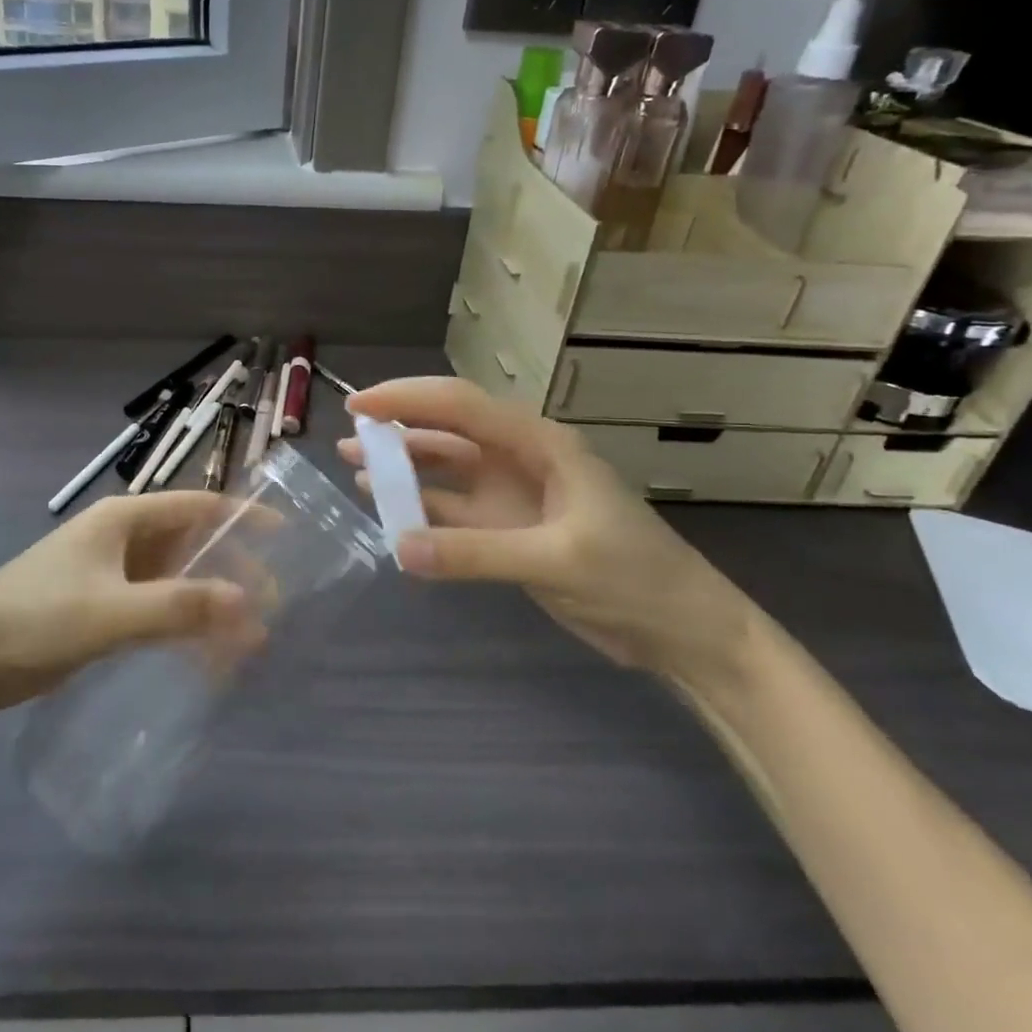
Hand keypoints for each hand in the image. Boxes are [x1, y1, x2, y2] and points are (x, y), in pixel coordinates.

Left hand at [0, 492, 264, 715]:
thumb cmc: (35, 619)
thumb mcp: (111, 613)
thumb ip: (179, 607)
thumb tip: (247, 603)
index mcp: (122, 519)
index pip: (196, 505)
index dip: (241, 516)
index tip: (284, 534)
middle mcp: (119, 538)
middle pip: (189, 545)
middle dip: (230, 572)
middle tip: (268, 606)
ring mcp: (107, 573)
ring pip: (173, 581)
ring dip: (206, 605)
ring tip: (244, 642)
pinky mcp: (97, 607)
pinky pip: (152, 608)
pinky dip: (179, 626)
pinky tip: (202, 659)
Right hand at [340, 377, 758, 681]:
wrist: (683, 632)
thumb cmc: (635, 578)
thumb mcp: (557, 559)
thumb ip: (475, 553)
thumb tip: (398, 547)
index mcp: (539, 444)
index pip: (461, 406)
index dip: (407, 399)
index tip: (360, 406)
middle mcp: (519, 460)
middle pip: (448, 431)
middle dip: (399, 428)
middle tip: (348, 435)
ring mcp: (511, 497)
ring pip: (445, 470)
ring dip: (403, 468)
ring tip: (354, 467)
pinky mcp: (506, 532)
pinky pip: (451, 513)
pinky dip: (419, 511)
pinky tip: (387, 513)